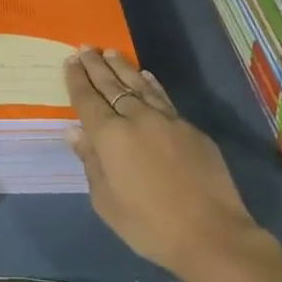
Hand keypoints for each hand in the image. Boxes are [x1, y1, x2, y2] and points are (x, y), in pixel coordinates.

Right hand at [65, 48, 281, 281]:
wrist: (211, 234)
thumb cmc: (149, 225)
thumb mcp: (106, 202)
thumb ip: (91, 162)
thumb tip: (76, 131)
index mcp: (110, 136)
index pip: (87, 99)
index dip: (77, 79)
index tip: (70, 60)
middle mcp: (136, 118)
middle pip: (111, 84)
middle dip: (95, 65)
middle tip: (85, 48)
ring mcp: (166, 119)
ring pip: (139, 84)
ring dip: (122, 67)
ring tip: (110, 53)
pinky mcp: (189, 128)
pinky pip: (162, 97)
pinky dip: (150, 84)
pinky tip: (146, 76)